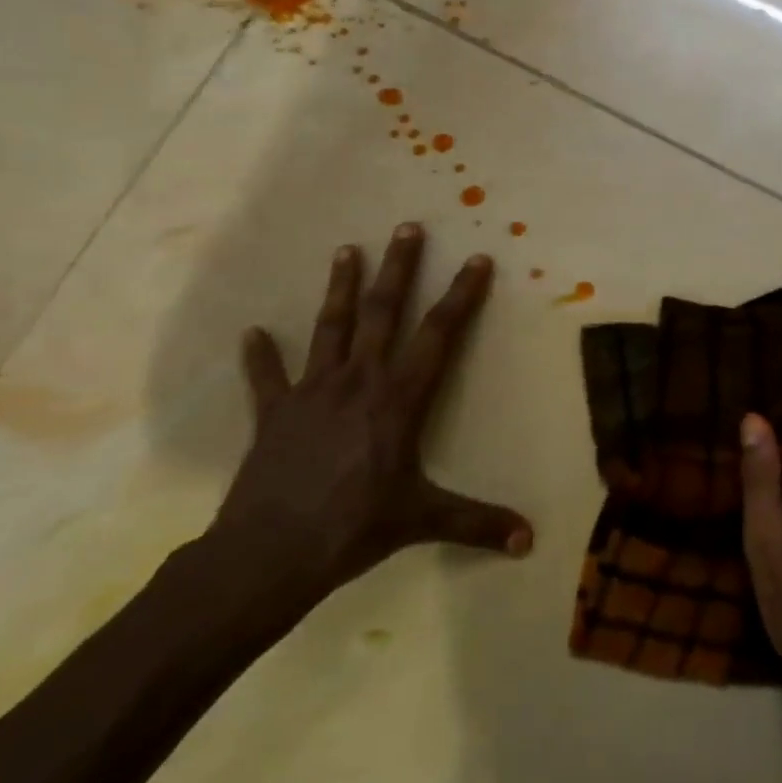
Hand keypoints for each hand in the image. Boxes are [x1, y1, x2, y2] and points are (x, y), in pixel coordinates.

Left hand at [209, 224, 532, 606]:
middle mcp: (358, 381)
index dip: (461, 296)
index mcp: (398, 400)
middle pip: (382, 312)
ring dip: (339, 287)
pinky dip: (260, 356)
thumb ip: (477, 524)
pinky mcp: (275, 413)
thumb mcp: (423, 521)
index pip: (438, 335)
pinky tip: (251, 332)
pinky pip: (267, 378)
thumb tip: (530, 541)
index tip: (476, 259)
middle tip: (406, 227)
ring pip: (330, 328)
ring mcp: (312, 392)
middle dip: (398, 268)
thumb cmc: (353, 529)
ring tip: (345, 249)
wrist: (268, 555)